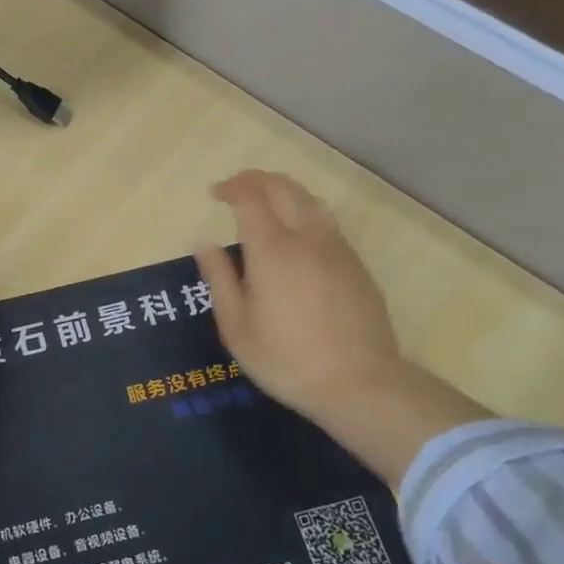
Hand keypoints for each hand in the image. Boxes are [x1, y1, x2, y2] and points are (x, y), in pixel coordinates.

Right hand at [193, 171, 402, 422]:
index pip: (251, 196)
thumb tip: (204, 243)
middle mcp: (307, 238)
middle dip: (256, 180)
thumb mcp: (236, 326)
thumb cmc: (286, 359)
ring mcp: (338, 249)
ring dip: (284, 192)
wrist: (360, 384)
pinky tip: (297, 238)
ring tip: (266, 206)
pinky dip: (305, 214)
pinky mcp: (357, 265)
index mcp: (272, 249)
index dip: (231, 187)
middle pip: (284, 187)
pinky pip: (328, 223)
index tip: (215, 194)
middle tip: (236, 190)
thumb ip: (219, 278)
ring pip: (311, 200)